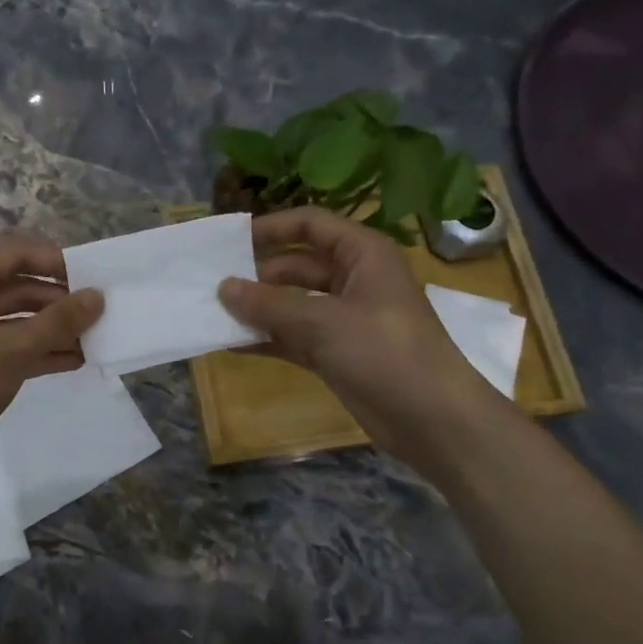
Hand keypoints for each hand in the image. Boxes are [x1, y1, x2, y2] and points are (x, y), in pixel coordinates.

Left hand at [0, 237, 103, 491]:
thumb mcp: (11, 350)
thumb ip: (58, 322)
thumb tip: (98, 296)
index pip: (18, 254)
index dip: (57, 263)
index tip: (96, 279)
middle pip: (20, 287)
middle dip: (60, 301)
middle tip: (104, 313)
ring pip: (19, 320)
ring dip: (55, 329)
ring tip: (98, 339)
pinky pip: (13, 347)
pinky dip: (41, 352)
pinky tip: (76, 361)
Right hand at [217, 208, 505, 470]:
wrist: (431, 418)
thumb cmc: (384, 352)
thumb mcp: (323, 322)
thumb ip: (269, 304)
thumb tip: (223, 287)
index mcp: (363, 254)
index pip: (311, 225)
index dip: (271, 228)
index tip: (230, 242)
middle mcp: (354, 279)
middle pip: (296, 264)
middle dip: (257, 274)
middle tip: (212, 284)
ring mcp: (344, 318)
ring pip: (292, 302)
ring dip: (258, 308)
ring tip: (213, 312)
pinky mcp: (336, 352)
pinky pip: (294, 336)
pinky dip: (268, 338)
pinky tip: (232, 343)